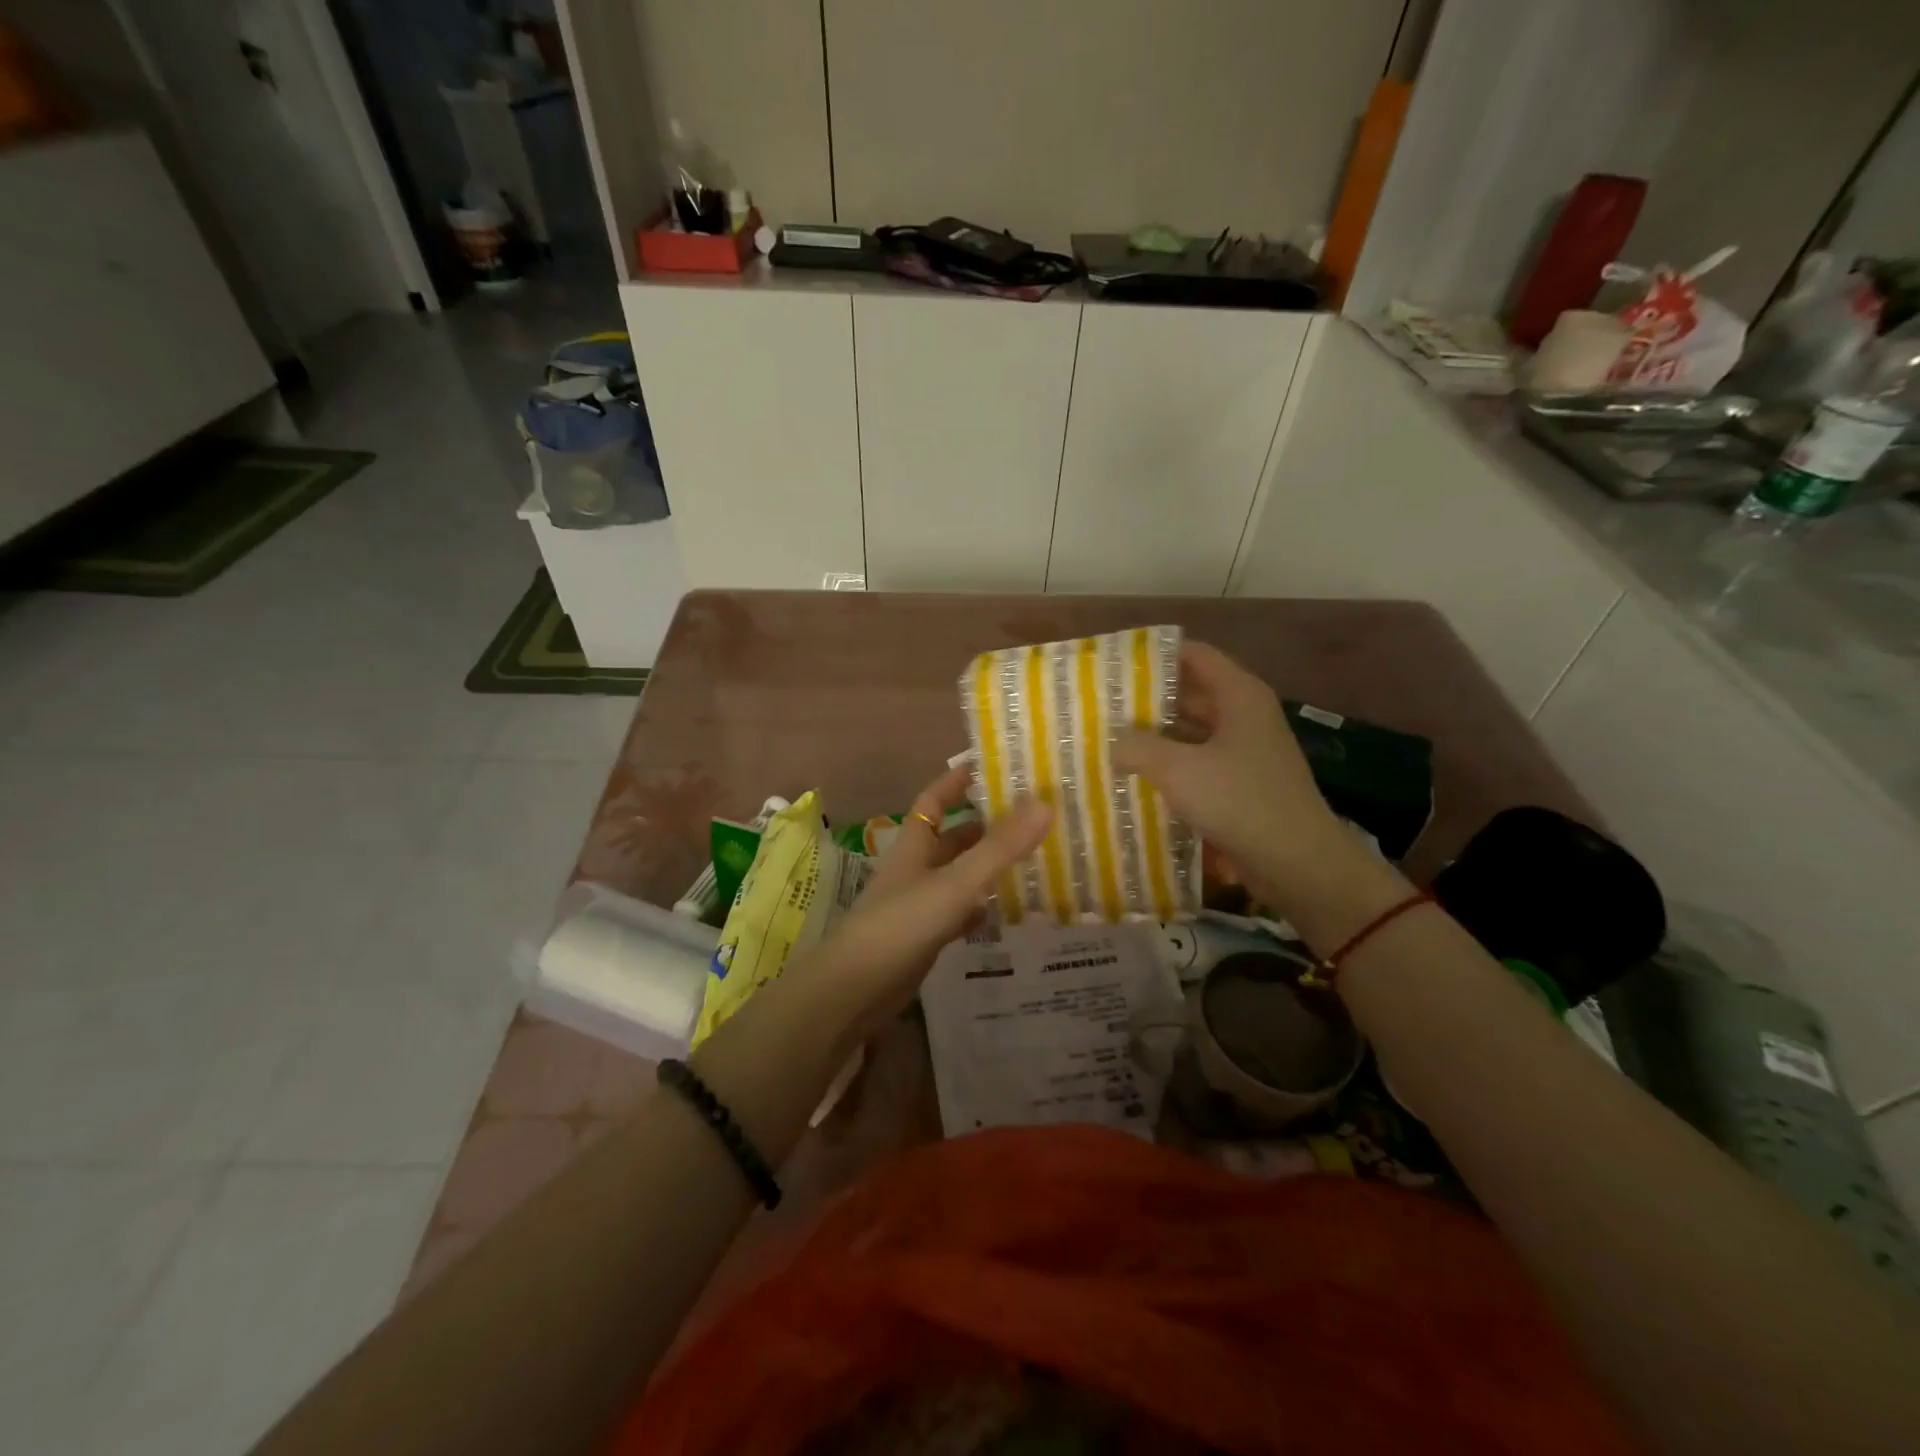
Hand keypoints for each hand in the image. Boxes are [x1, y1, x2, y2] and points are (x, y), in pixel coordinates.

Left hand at [797, 763, 1051, 1034]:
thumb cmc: (901, 923)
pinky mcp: (925, 936)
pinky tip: (1008, 909)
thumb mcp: (955, 882)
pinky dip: (982, 907)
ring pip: (959, 874)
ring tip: (1033, 858)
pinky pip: (959, 911)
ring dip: (988, 866)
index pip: (934, 800)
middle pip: (953, 837)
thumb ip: (999, 847)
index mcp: (915, 844)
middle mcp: (916, 867)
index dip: (957, 781)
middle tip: (1032, 818)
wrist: (856, 989)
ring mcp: (920, 903)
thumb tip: (1046, 804)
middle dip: (987, 825)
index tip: (991, 768)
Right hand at [1112, 641, 1348, 907]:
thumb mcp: (1178, 770)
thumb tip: (1113, 743)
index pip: (1193, 655)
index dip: (1154, 655)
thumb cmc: (1240, 801)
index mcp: (1239, 695)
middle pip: (1190, 693)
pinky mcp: (1241, 783)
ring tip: (1110, 740)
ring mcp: (1245, 751)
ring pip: (1191, 731)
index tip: (1114, 664)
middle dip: (1147, 700)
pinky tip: (1137, 776)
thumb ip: (1138, 748)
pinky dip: (1171, 765)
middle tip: (1101, 706)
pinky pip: (1198, 762)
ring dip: (1156, 736)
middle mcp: (1244, 715)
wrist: (1297, 863)